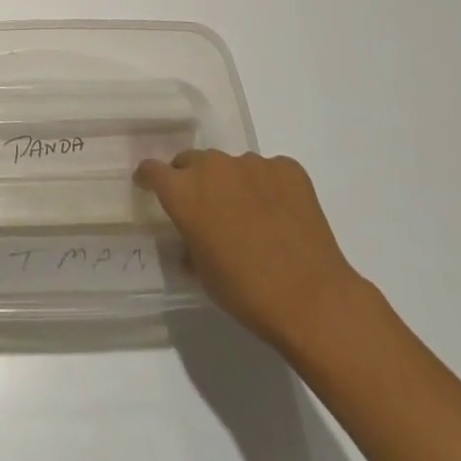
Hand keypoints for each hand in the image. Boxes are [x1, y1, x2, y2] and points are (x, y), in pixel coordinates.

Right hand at [136, 149, 363, 359]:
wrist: (312, 299)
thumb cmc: (246, 292)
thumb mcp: (202, 273)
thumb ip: (188, 243)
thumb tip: (192, 238)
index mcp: (183, 191)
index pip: (152, 170)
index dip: (149, 178)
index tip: (149, 187)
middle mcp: (213, 167)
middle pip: (191, 161)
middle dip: (192, 180)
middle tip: (205, 208)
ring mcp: (252, 163)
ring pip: (232, 166)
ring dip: (232, 184)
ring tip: (250, 216)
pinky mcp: (287, 168)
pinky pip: (269, 171)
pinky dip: (268, 187)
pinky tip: (281, 215)